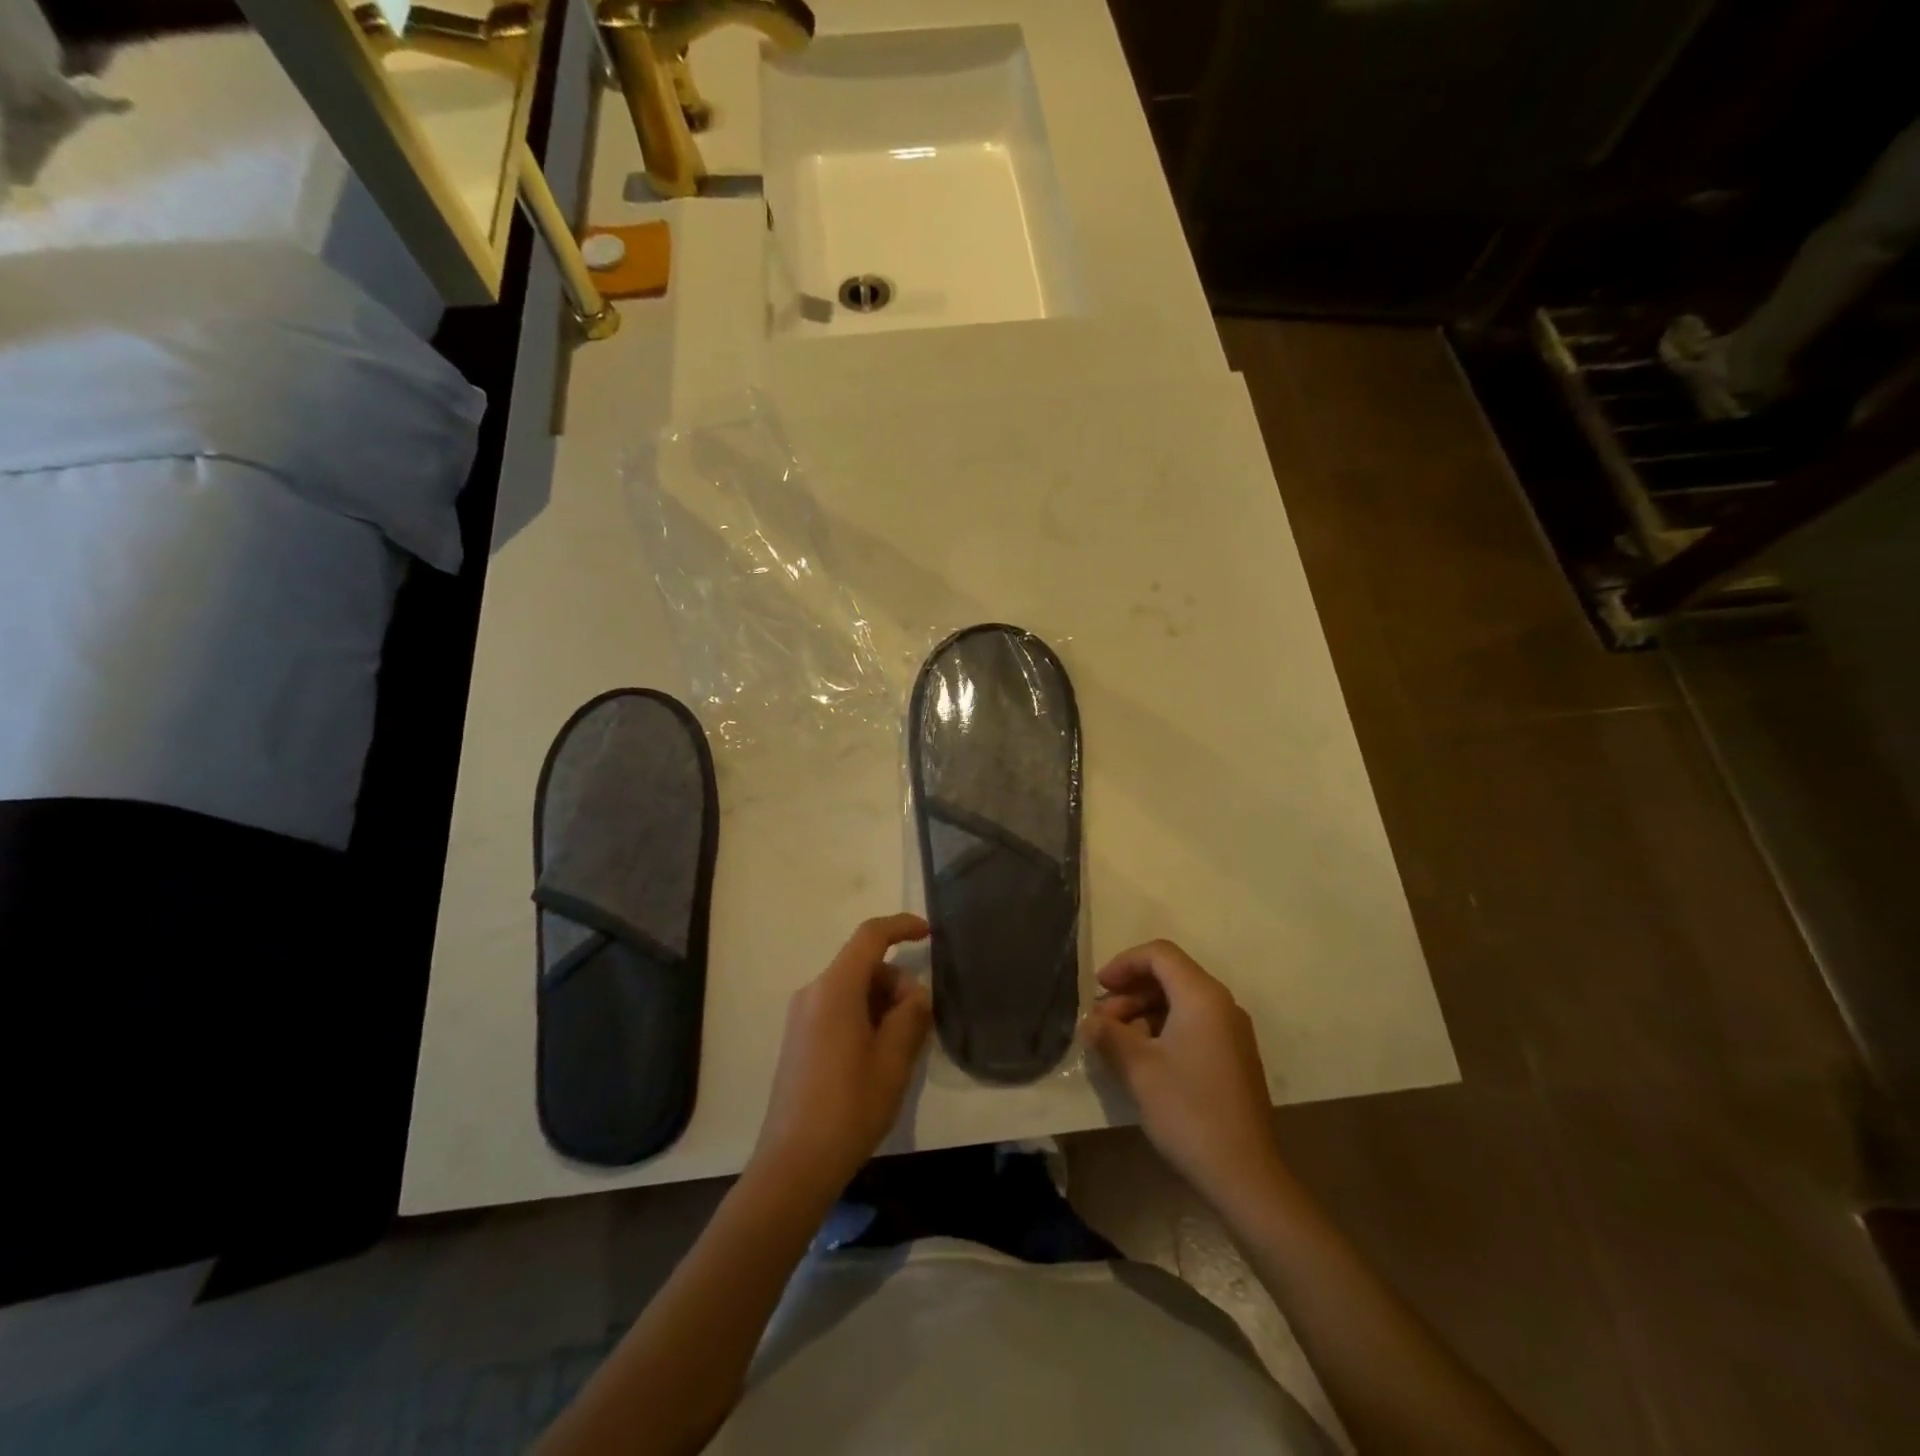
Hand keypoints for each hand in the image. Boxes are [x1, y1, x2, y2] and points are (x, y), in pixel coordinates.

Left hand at [752, 914, 932, 1200]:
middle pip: (863, 965)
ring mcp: (802, 1016)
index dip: (902, 927)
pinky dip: (864, 1017)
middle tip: (920, 1023)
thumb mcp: (893, 1061)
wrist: (794, 1164)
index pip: (870, 936)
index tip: (929, 934)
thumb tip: (915, 995)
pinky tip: (878, 1056)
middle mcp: (813, 993)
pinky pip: (838, 1008)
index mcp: (834, 990)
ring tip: (901, 1048)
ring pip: (853, 989)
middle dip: (897, 983)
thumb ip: (910, 1016)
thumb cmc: (849, 1108)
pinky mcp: (799, 1038)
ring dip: (882, 1004)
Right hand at [1080, 940, 1283, 1209]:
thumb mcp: (1138, 1068)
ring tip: (1116, 1044)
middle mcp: (1222, 1005)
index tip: (1098, 988)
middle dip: (1130, 992)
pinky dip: (1163, 1030)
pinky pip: (1193, 1025)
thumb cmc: (1188, 1110)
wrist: (1245, 1175)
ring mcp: (1232, 1032)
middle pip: (1170, 976)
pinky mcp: (1233, 1058)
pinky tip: (1143, 1060)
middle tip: (1101, 1023)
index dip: (1124, 963)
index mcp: (1202, 996)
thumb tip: (1089, 1022)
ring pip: (1180, 1002)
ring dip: (1143, 1013)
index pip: (1160, 954)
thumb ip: (1109, 1035)